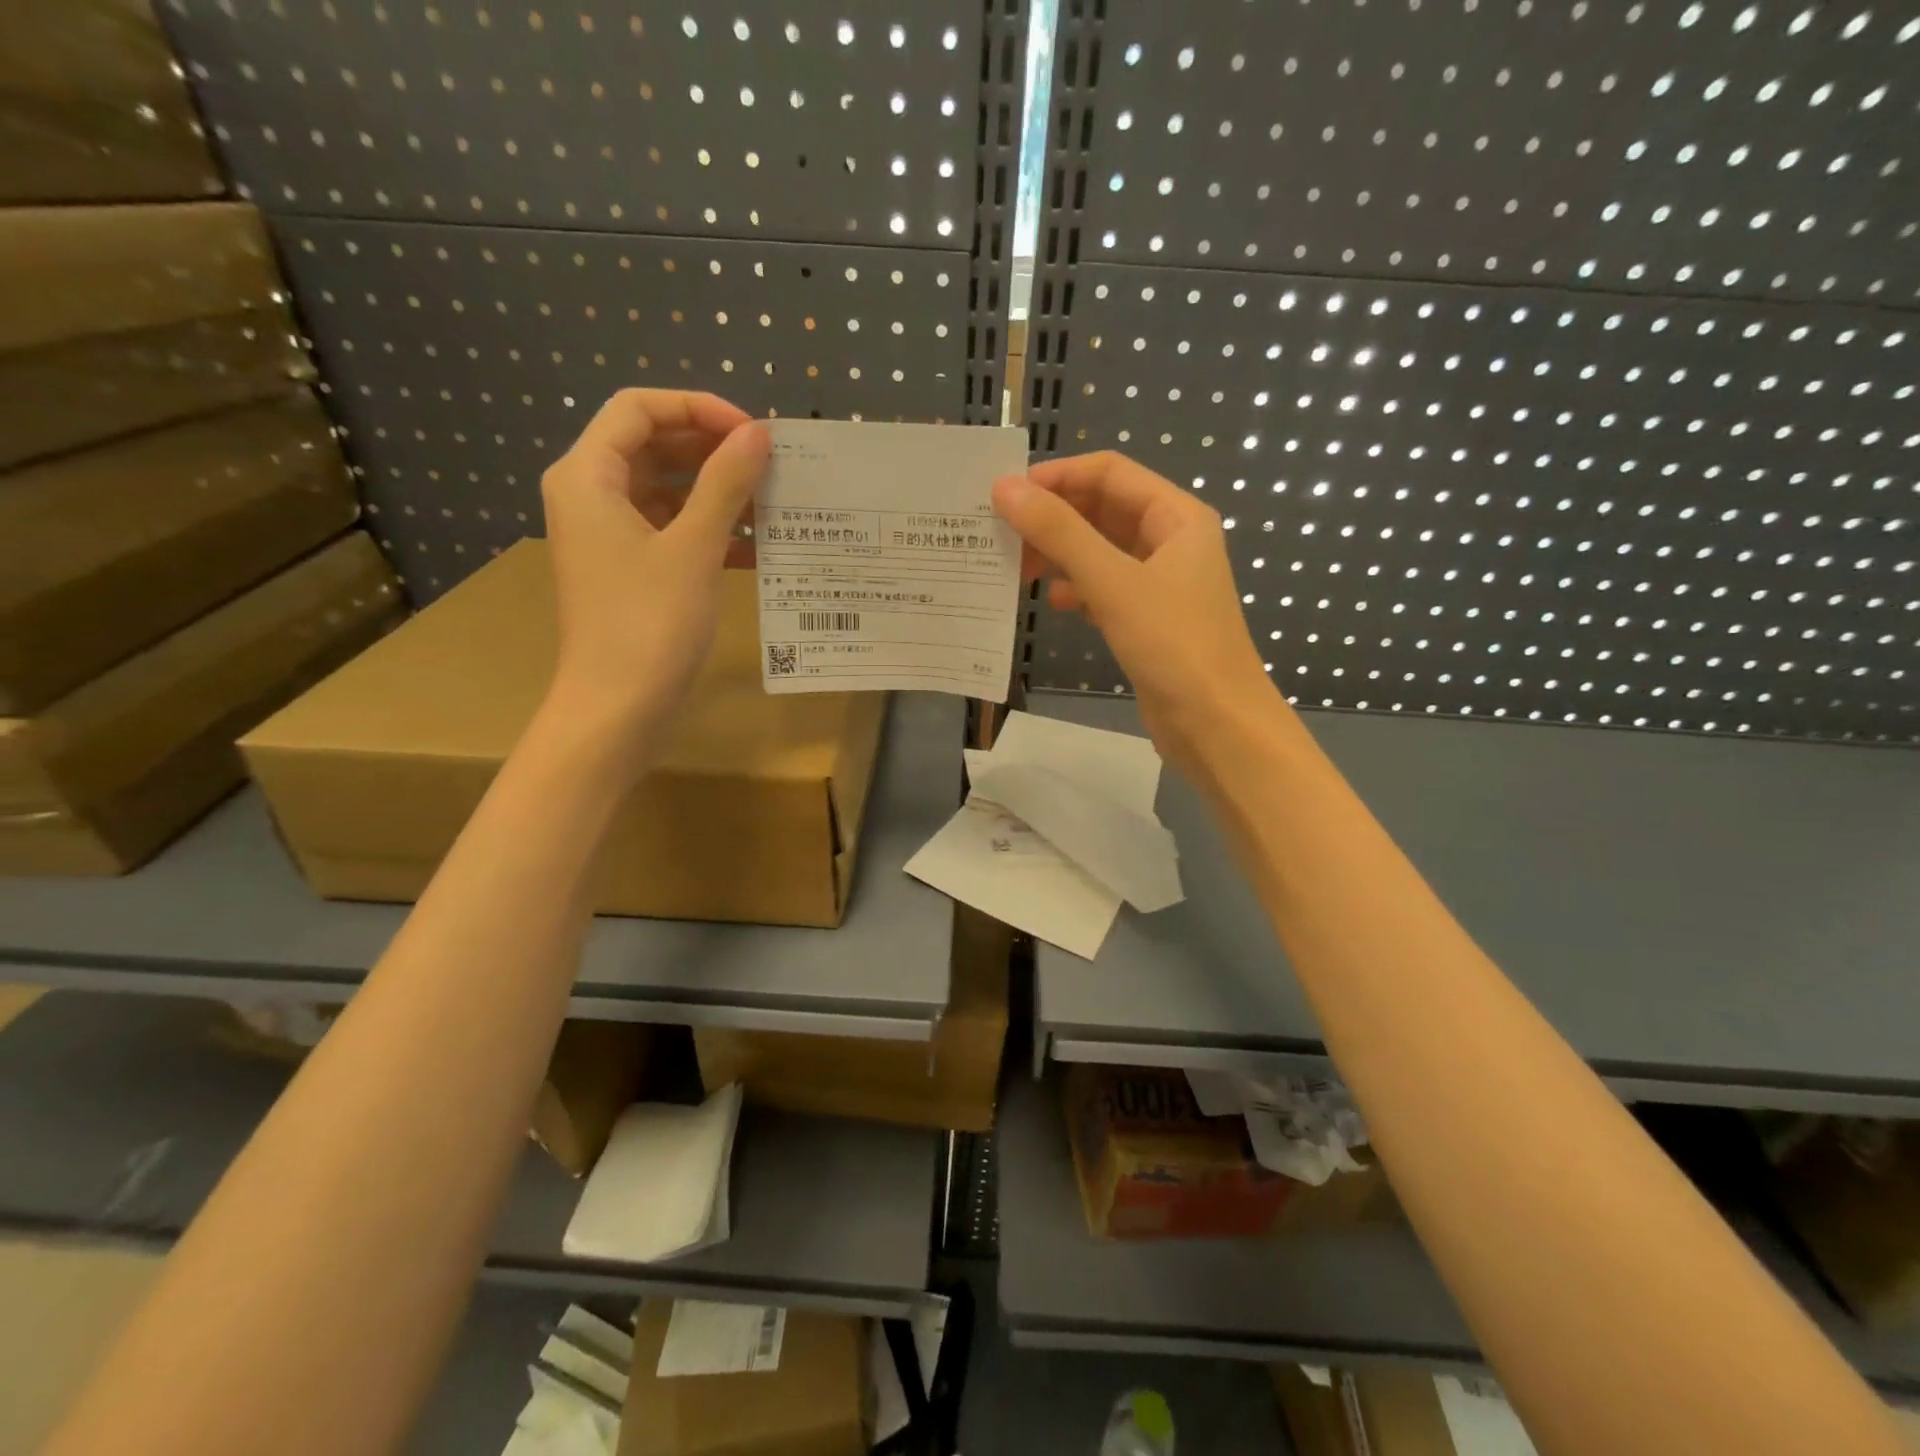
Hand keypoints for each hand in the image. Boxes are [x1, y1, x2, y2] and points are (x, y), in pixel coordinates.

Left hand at [540, 389, 767, 741]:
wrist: (617, 709)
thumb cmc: (649, 623)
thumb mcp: (693, 547)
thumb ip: (726, 483)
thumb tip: (758, 433)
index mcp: (587, 476)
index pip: (638, 408)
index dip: (698, 408)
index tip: (752, 433)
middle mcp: (590, 496)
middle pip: (652, 445)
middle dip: (712, 449)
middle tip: (769, 464)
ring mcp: (609, 536)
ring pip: (666, 490)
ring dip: (717, 491)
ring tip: (772, 503)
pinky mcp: (629, 570)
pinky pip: (671, 530)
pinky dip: (709, 530)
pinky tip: (758, 547)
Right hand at [991, 452, 1277, 771]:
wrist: (1216, 725)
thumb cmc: (1172, 644)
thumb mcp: (1113, 582)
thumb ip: (1059, 532)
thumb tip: (1005, 488)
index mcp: (1177, 517)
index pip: (1110, 473)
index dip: (1058, 476)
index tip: (1006, 494)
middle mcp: (1171, 541)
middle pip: (1103, 510)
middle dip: (1054, 518)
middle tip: (1002, 534)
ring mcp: (1161, 583)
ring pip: (1100, 552)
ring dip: (1060, 554)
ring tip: (1016, 568)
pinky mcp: (1148, 620)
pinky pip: (1105, 589)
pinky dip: (1077, 590)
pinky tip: (1051, 603)